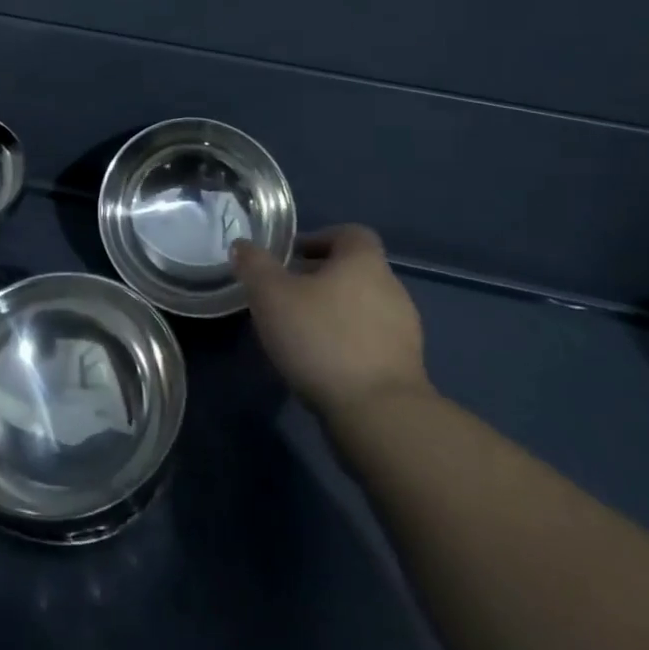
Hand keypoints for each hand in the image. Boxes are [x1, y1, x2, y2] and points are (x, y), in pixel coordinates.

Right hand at [232, 224, 431, 425]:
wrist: (380, 416)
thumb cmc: (322, 339)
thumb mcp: (270, 295)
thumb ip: (254, 264)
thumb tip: (242, 245)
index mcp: (364, 262)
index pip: (349, 233)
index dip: (319, 239)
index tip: (290, 259)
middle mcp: (392, 288)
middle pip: (354, 271)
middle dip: (320, 279)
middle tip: (285, 296)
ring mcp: (405, 331)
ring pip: (362, 308)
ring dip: (334, 314)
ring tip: (299, 334)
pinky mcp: (406, 369)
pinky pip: (371, 342)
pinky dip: (348, 345)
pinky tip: (322, 364)